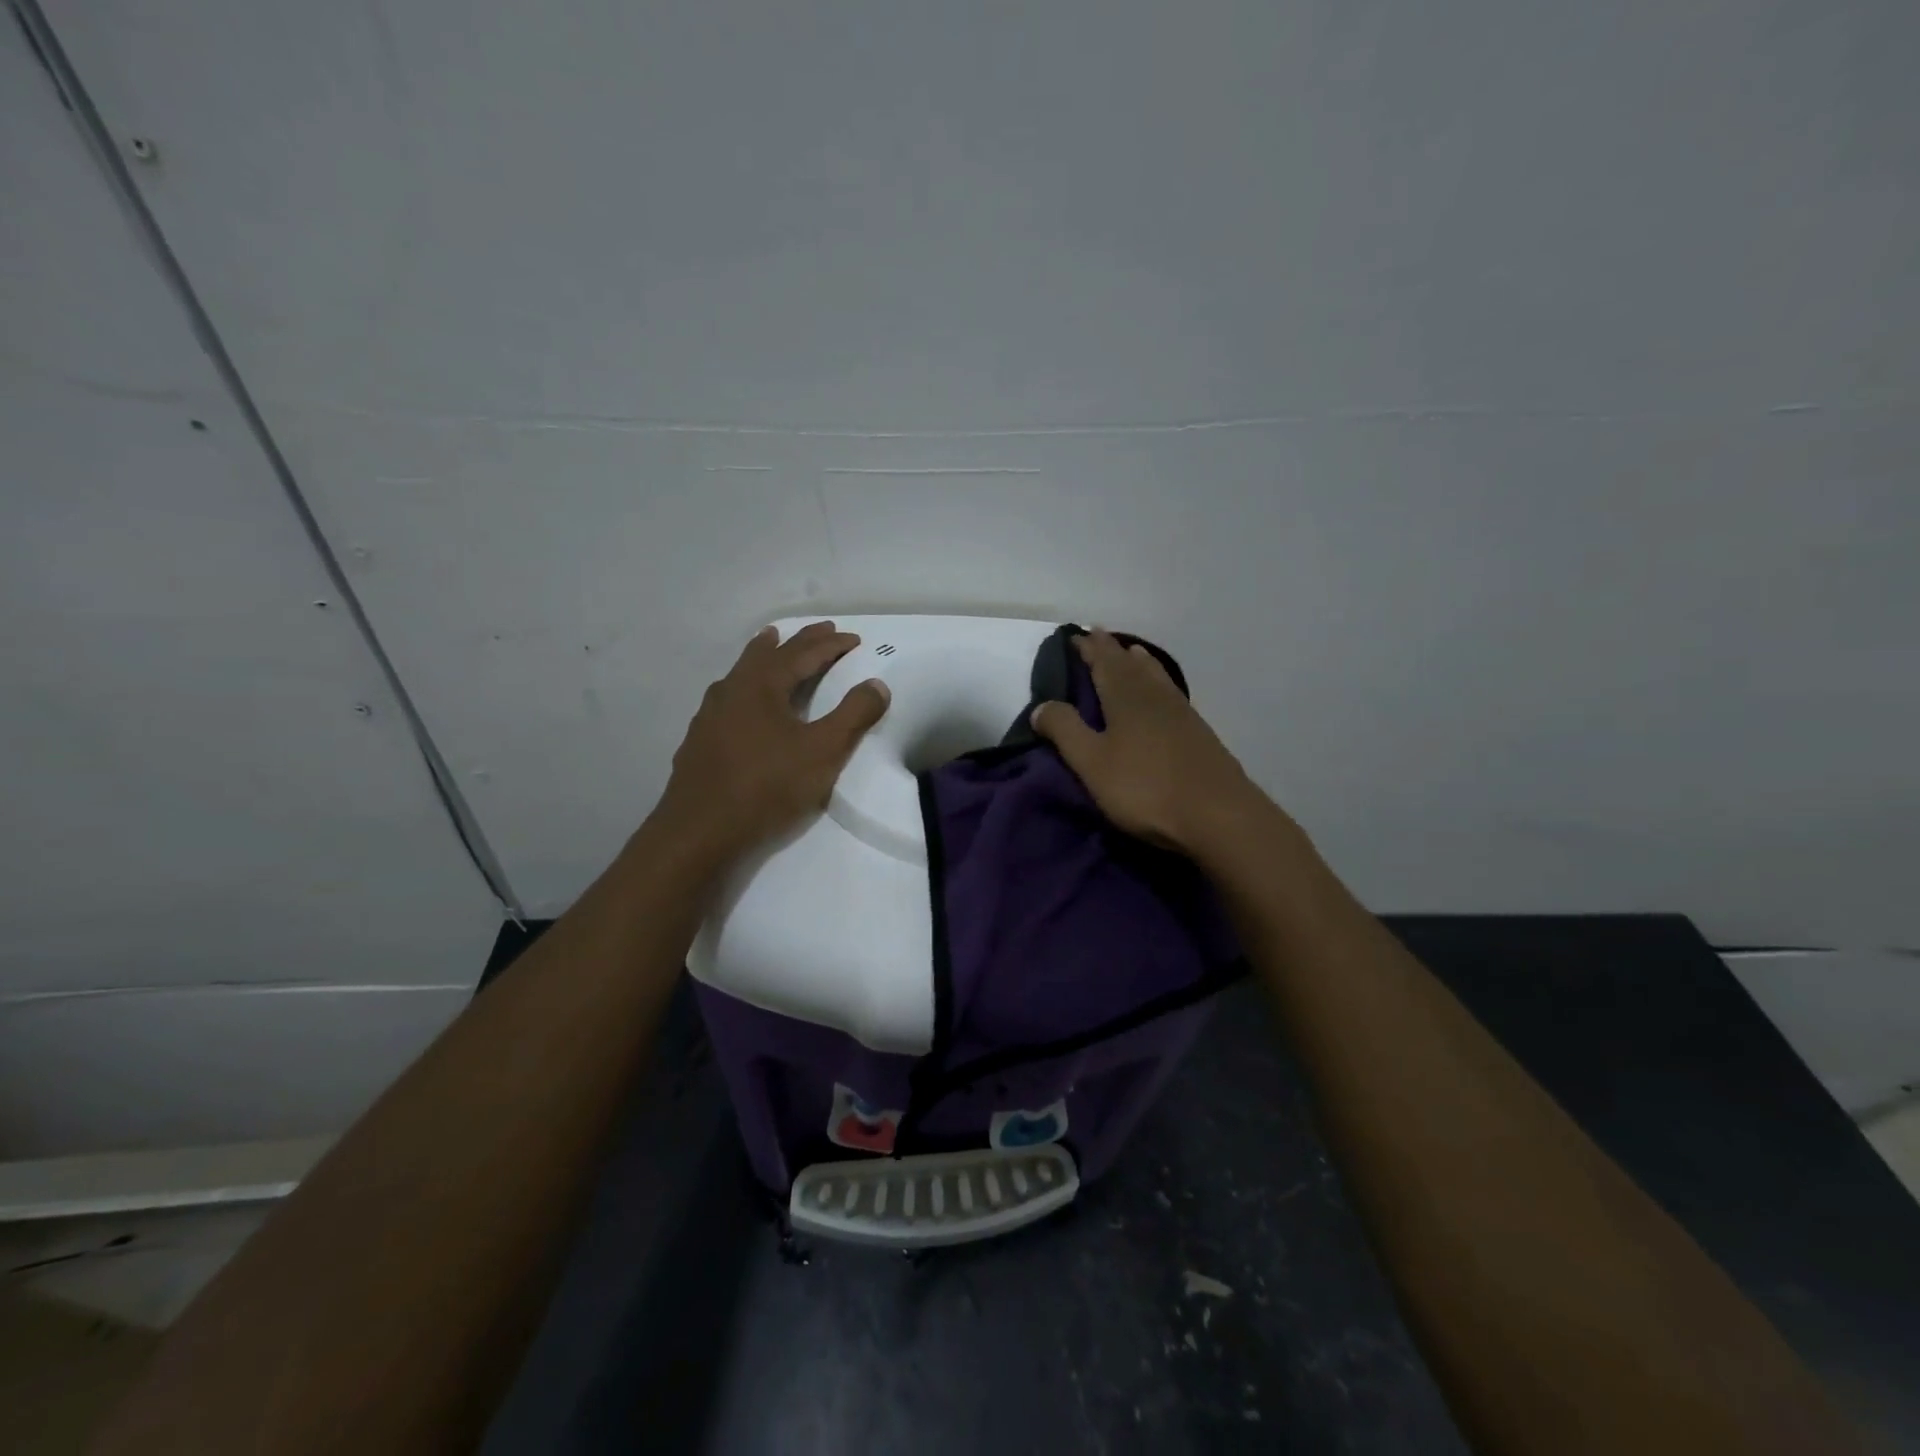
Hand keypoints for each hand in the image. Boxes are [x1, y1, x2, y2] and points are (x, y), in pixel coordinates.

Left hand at [651, 622, 889, 863]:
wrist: (699, 832)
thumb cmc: (767, 786)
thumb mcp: (823, 751)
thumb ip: (854, 715)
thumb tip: (877, 684)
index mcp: (761, 685)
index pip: (803, 654)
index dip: (831, 645)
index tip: (854, 639)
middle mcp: (732, 690)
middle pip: (768, 654)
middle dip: (798, 641)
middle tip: (820, 630)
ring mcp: (709, 715)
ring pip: (741, 673)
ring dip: (763, 656)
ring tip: (772, 643)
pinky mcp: (699, 741)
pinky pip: (727, 698)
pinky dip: (746, 686)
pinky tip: (742, 703)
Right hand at [1030, 629, 1274, 859]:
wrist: (1218, 815)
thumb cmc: (1145, 788)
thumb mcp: (1092, 762)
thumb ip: (1065, 730)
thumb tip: (1041, 705)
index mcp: (1125, 696)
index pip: (1103, 661)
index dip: (1088, 648)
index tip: (1075, 636)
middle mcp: (1154, 695)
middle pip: (1130, 663)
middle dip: (1112, 649)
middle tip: (1098, 637)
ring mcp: (1181, 712)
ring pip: (1155, 675)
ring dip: (1139, 661)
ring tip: (1131, 652)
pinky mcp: (1199, 732)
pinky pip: (1170, 692)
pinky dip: (1158, 681)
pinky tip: (1161, 693)